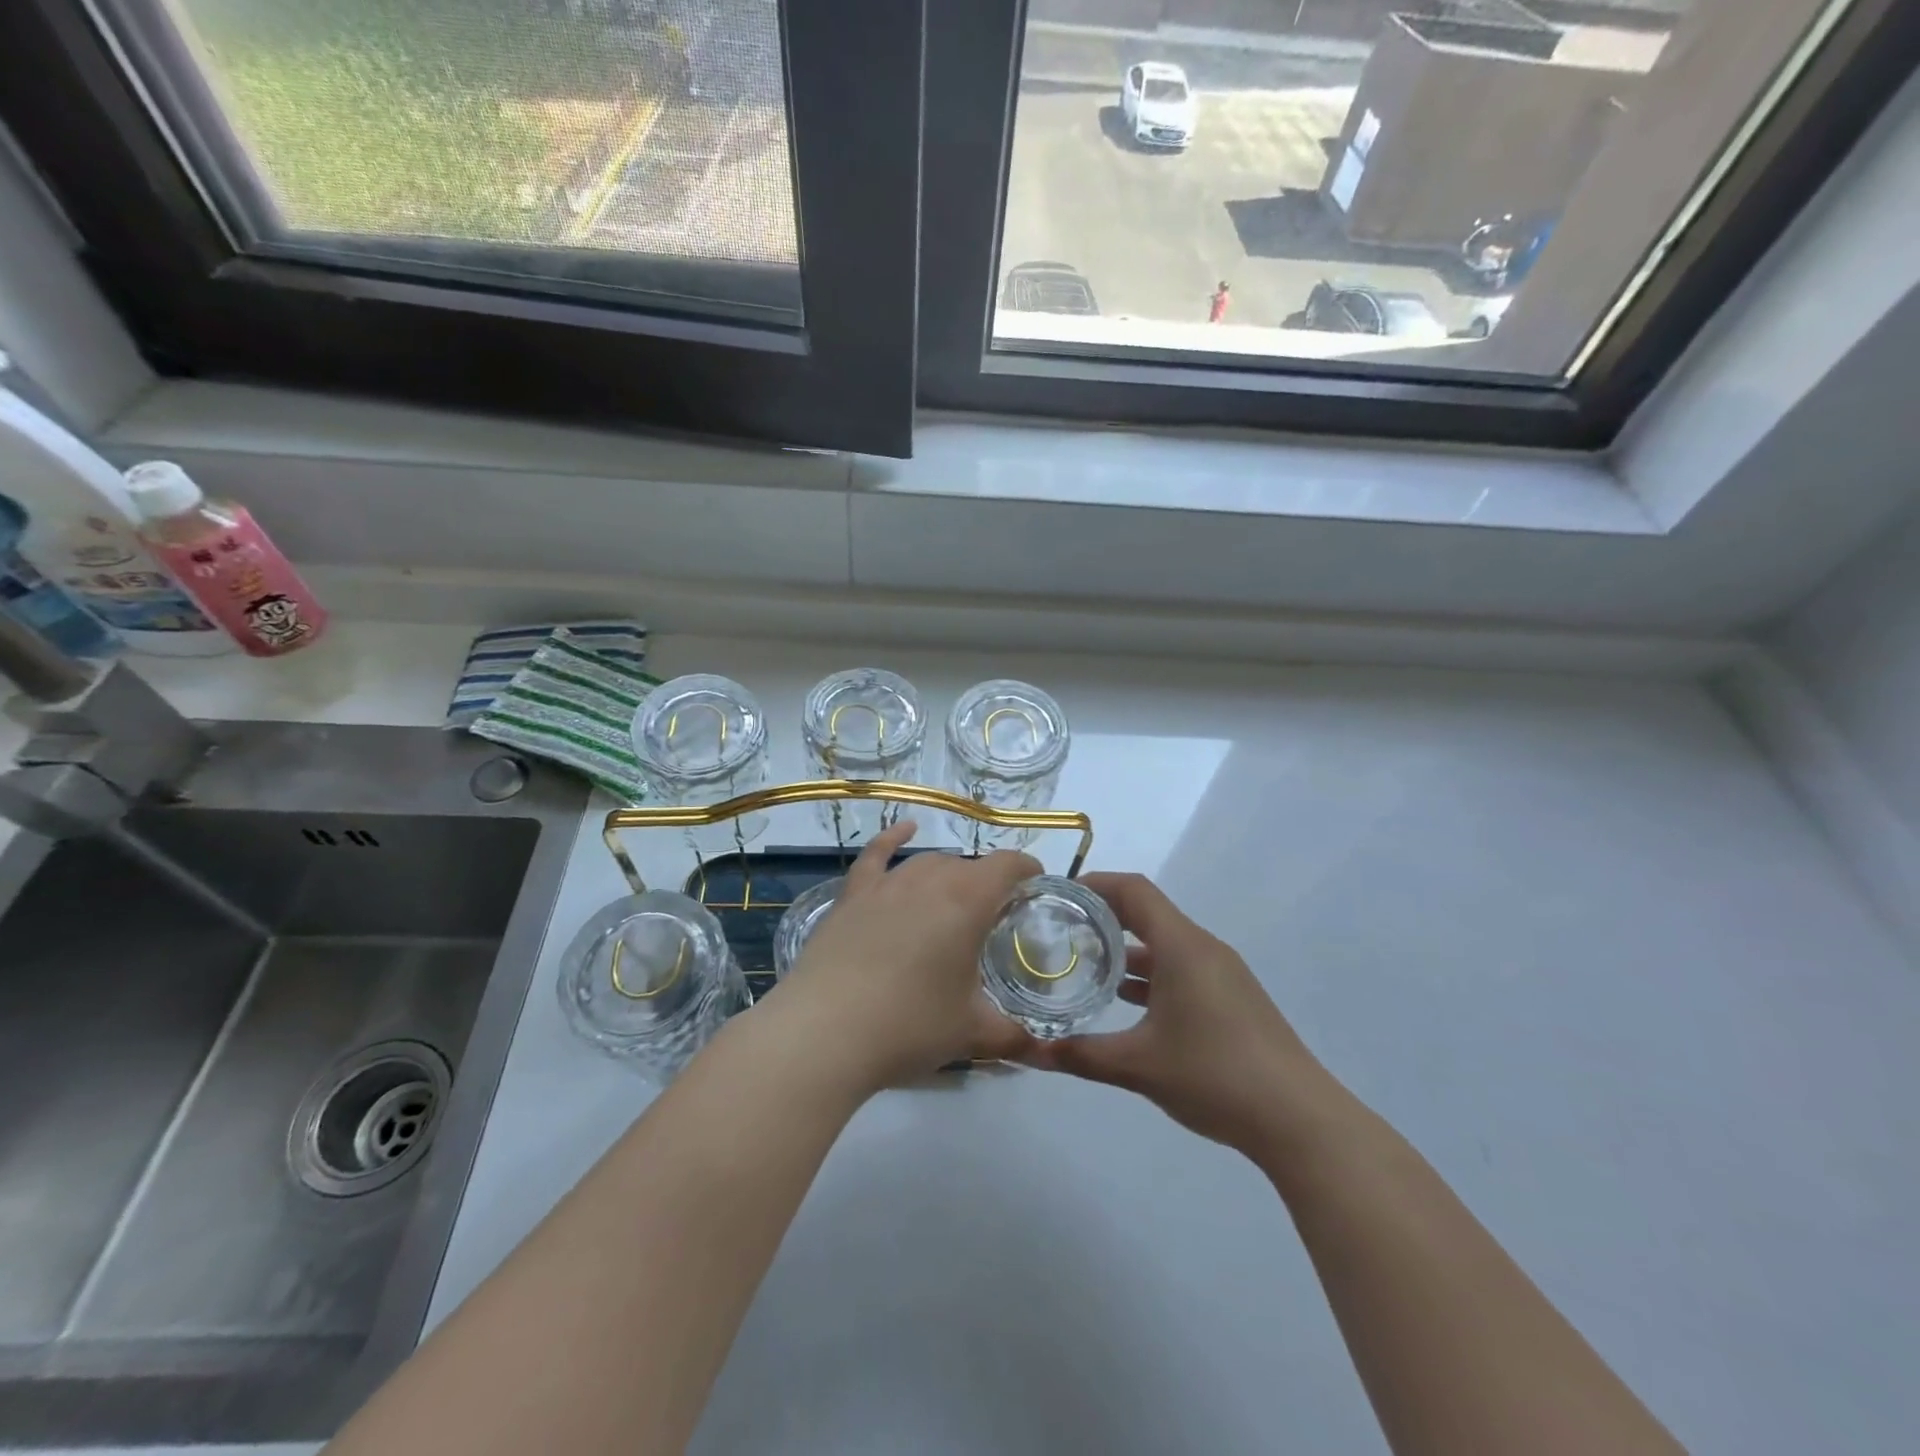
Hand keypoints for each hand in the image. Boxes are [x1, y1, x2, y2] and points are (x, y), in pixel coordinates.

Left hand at [777, 820, 1038, 1091]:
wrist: (825, 1032)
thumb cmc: (909, 1026)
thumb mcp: (970, 1033)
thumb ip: (1011, 1034)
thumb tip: (1038, 1048)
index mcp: (967, 902)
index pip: (1007, 866)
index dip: (1027, 869)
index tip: (1036, 885)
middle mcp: (929, 879)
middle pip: (967, 867)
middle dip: (986, 885)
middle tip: (993, 920)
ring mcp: (886, 884)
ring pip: (927, 864)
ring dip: (948, 876)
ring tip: (954, 901)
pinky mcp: (852, 896)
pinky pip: (876, 855)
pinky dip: (892, 838)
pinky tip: (904, 830)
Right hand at [1021, 872, 1335, 1155]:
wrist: (1299, 1119)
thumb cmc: (1214, 1076)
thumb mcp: (1138, 1066)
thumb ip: (1080, 1055)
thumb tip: (1028, 1052)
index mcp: (1182, 947)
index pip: (1134, 891)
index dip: (1096, 884)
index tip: (1059, 894)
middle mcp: (1203, 949)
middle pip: (1148, 913)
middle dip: (1104, 917)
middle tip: (1061, 929)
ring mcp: (1222, 973)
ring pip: (1165, 944)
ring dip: (1127, 949)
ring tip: (1084, 965)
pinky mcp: (1232, 998)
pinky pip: (1182, 967)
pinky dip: (1150, 974)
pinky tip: (1126, 1004)